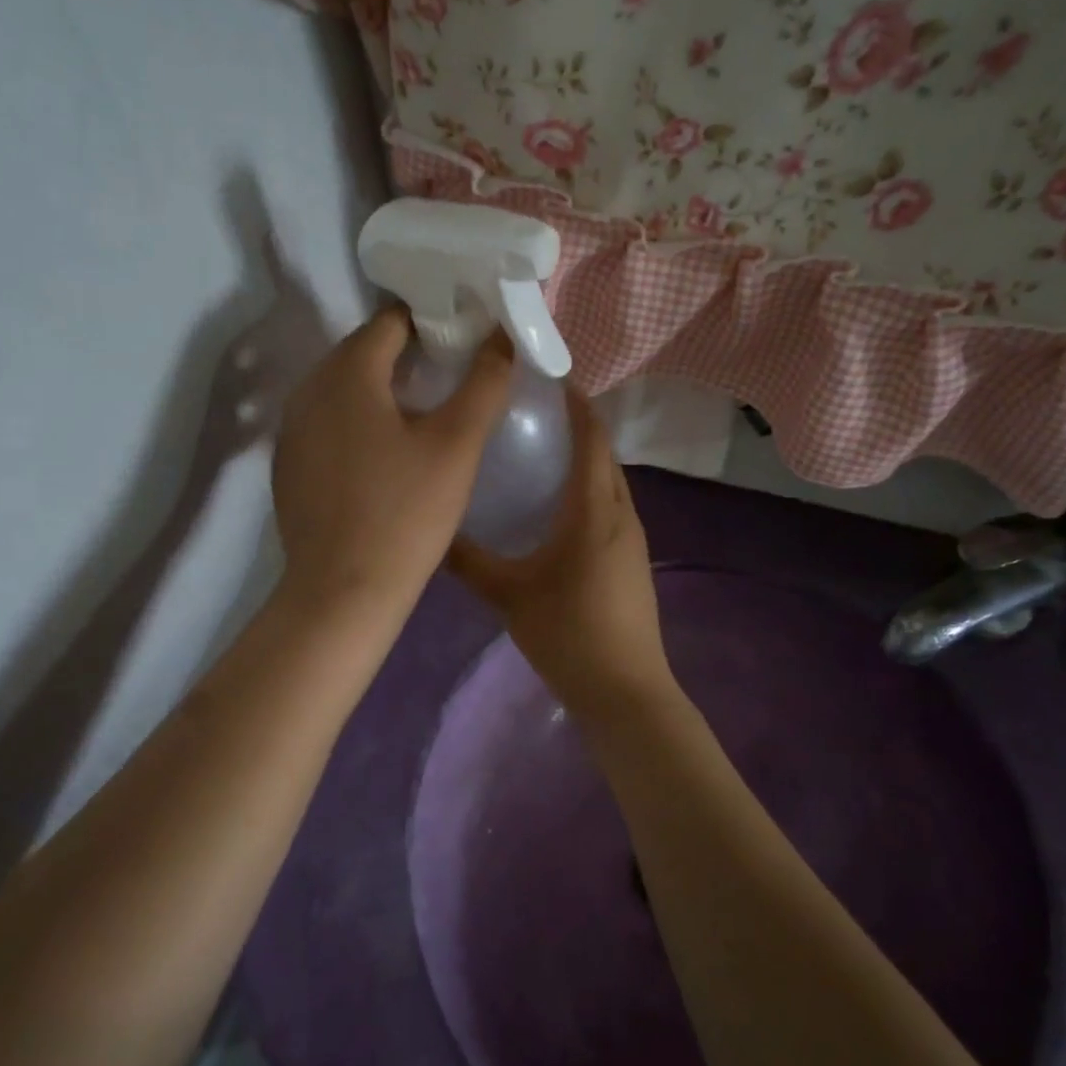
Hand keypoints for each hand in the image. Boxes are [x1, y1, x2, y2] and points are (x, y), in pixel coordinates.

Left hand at [272, 305, 511, 623]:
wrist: (343, 592)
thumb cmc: (405, 514)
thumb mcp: (456, 446)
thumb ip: (484, 384)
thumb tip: (502, 337)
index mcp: (347, 372)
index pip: (391, 321)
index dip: (432, 324)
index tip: (465, 343)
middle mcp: (307, 389)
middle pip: (363, 352)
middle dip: (407, 357)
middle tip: (451, 380)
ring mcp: (290, 430)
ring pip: (343, 390)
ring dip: (381, 391)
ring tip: (422, 417)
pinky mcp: (288, 466)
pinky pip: (327, 424)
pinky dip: (356, 423)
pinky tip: (382, 457)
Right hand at [448, 391, 673, 713]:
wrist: (624, 688)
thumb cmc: (568, 633)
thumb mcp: (509, 595)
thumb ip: (469, 562)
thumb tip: (432, 534)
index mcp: (594, 510)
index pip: (591, 438)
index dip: (575, 403)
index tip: (547, 377)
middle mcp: (621, 514)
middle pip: (605, 454)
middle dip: (578, 425)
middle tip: (534, 411)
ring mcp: (633, 539)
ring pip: (610, 482)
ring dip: (585, 459)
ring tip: (543, 451)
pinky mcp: (633, 561)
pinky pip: (611, 507)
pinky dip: (589, 490)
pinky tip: (558, 508)